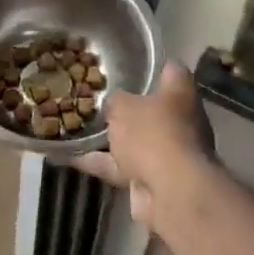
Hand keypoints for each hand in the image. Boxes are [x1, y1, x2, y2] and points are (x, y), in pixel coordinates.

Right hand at [74, 61, 214, 231]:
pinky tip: (71, 158)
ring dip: (113, 139)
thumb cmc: (151, 134)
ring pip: (137, 140)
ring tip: (79, 127)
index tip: (134, 63)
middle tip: (100, 97)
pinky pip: (123, 166)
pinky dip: (100, 163)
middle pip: (154, 108)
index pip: (172, 70)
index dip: (155, 66)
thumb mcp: (122, 106)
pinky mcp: (155, 179)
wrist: (170, 192)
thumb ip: (116, 101)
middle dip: (129, 106)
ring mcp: (170, 152)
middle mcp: (182, 121)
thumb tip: (114, 104)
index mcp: (180, 94)